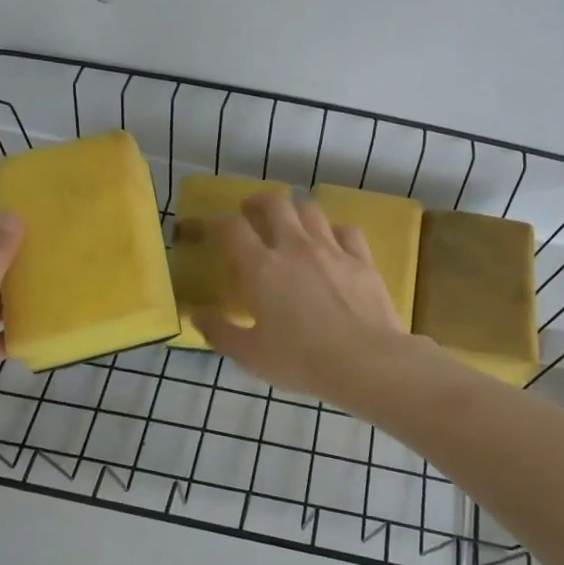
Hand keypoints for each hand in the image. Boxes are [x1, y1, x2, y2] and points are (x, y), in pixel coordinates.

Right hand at [192, 191, 411, 401]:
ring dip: (295, 211)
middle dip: (258, 202)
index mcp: (263, 268)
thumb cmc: (301, 361)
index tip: (207, 227)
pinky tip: (332, 243)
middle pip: (275, 203)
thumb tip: (197, 315)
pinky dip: (333, 230)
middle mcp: (296, 247)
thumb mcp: (251, 355)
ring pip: (310, 209)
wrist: (366, 362)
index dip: (214, 221)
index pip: (231, 228)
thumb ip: (220, 332)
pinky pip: (346, 230)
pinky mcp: (362, 259)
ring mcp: (332, 249)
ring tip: (290, 224)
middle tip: (251, 214)